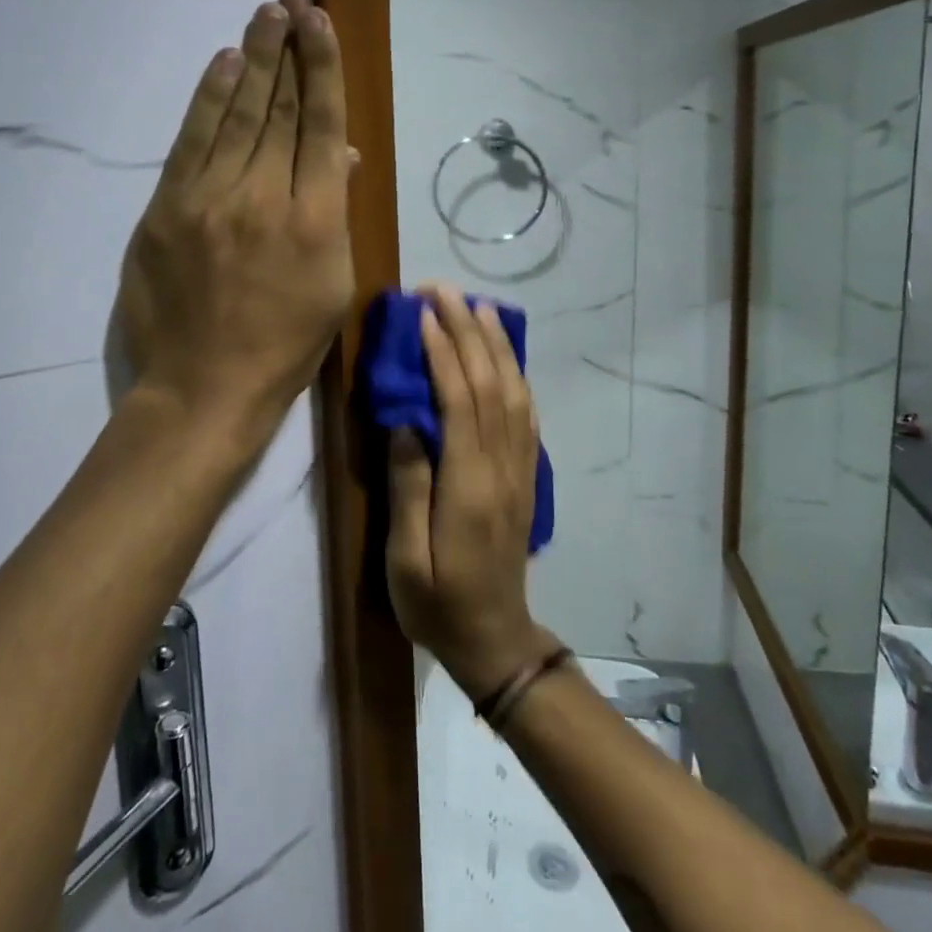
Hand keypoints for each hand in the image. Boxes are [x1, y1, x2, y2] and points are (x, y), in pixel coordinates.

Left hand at [114, 0, 354, 450]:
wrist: (204, 387)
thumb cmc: (284, 347)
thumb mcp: (332, 287)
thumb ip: (334, 214)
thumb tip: (336, 156)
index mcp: (314, 221)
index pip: (320, 126)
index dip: (323, 70)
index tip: (322, 24)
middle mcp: (263, 198)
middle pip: (278, 110)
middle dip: (289, 50)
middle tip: (292, 0)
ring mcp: (209, 200)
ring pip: (236, 116)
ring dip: (252, 60)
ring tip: (265, 15)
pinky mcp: (166, 210)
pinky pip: (191, 142)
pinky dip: (208, 99)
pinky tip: (224, 63)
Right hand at [386, 283, 557, 696]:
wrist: (495, 639)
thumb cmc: (438, 604)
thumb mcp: (405, 558)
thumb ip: (408, 487)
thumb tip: (405, 422)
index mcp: (469, 485)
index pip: (460, 401)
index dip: (443, 352)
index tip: (423, 314)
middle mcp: (502, 467)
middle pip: (490, 385)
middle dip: (469, 332)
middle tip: (445, 292)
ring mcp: (520, 470)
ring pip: (514, 393)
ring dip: (497, 346)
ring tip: (479, 308)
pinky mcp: (526, 477)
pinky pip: (526, 415)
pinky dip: (516, 377)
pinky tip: (505, 358)